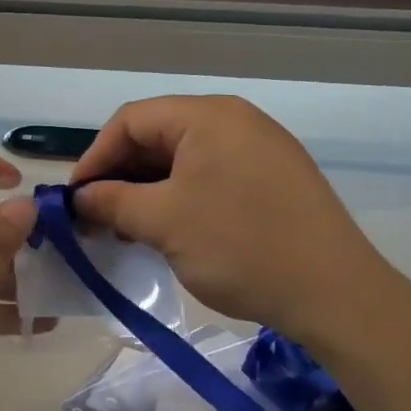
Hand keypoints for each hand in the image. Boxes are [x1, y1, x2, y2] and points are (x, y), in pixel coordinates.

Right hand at [68, 95, 390, 339]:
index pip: (130, 121)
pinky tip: (166, 230)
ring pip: (182, 159)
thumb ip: (112, 202)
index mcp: (208, 116)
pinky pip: (210, 176)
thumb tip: (79, 198)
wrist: (335, 294)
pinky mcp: (272, 179)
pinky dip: (179, 198)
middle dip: (120, 175)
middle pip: (157, 136)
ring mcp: (258, 148)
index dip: (95, 157)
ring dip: (146, 190)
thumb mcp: (163, 222)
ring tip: (126, 229)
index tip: (74, 199)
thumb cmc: (241, 247)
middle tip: (96, 218)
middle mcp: (234, 120)